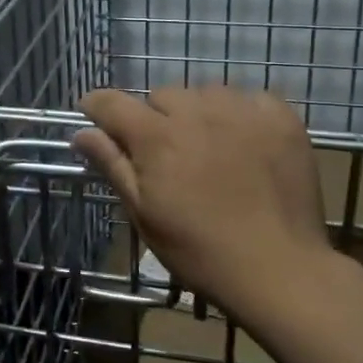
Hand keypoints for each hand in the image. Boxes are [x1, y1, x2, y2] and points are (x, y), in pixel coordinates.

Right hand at [74, 85, 327, 318]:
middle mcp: (197, 111)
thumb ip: (113, 165)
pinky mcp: (280, 118)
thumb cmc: (200, 250)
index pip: (112, 103)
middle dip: (155, 118)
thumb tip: (81, 133)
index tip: (93, 115)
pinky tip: (246, 143)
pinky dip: (241, 114)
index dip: (96, 106)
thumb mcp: (144, 214)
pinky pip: (250, 99)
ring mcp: (242, 111)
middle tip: (166, 154)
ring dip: (199, 113)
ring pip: (206, 93)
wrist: (280, 269)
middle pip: (162, 95)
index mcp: (156, 136)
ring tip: (209, 147)